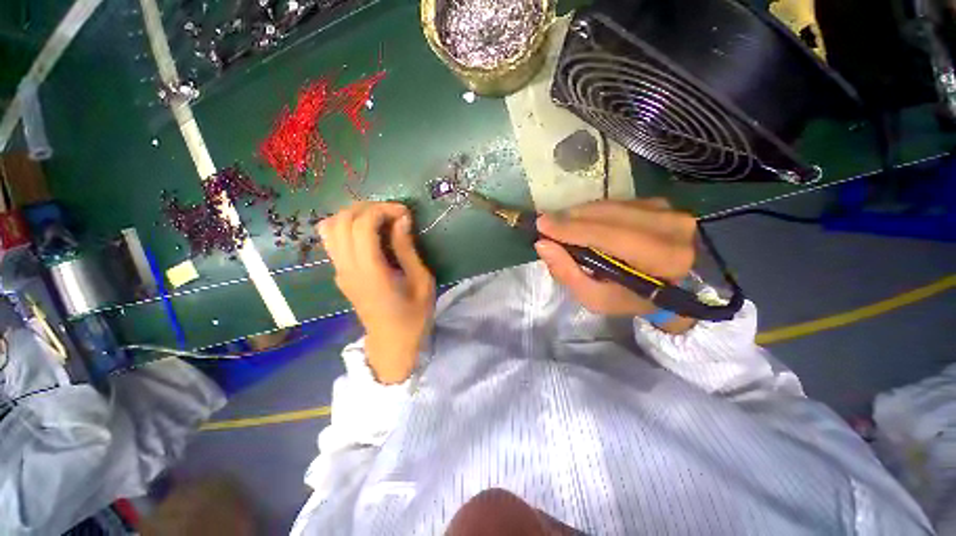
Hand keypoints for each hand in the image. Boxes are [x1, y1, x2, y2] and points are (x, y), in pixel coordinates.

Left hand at [319, 202, 435, 383]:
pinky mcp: (340, 275)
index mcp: (371, 272)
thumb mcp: (421, 281)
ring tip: (378, 218)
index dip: (382, 210)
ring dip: (353, 215)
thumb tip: (401, 219)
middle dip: (367, 208)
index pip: (362, 226)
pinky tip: (368, 233)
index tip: (404, 212)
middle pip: (342, 221)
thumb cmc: (414, 315)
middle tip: (392, 212)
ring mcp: (339, 272)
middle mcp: (348, 268)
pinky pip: (332, 241)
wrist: (392, 344)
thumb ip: (407, 249)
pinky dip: (346, 227)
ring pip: (330, 229)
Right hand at [535, 198, 696, 319]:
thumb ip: (568, 274)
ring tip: (560, 224)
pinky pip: (616, 202)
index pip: (610, 237)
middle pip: (609, 216)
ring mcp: (667, 211)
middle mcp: (671, 229)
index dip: (573, 230)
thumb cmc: (630, 297)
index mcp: (663, 260)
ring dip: (580, 214)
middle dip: (572, 218)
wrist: (670, 284)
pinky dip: (593, 211)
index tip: (542, 225)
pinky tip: (580, 221)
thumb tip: (543, 245)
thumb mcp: (596, 298)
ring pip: (610, 206)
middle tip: (545, 223)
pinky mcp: (659, 203)